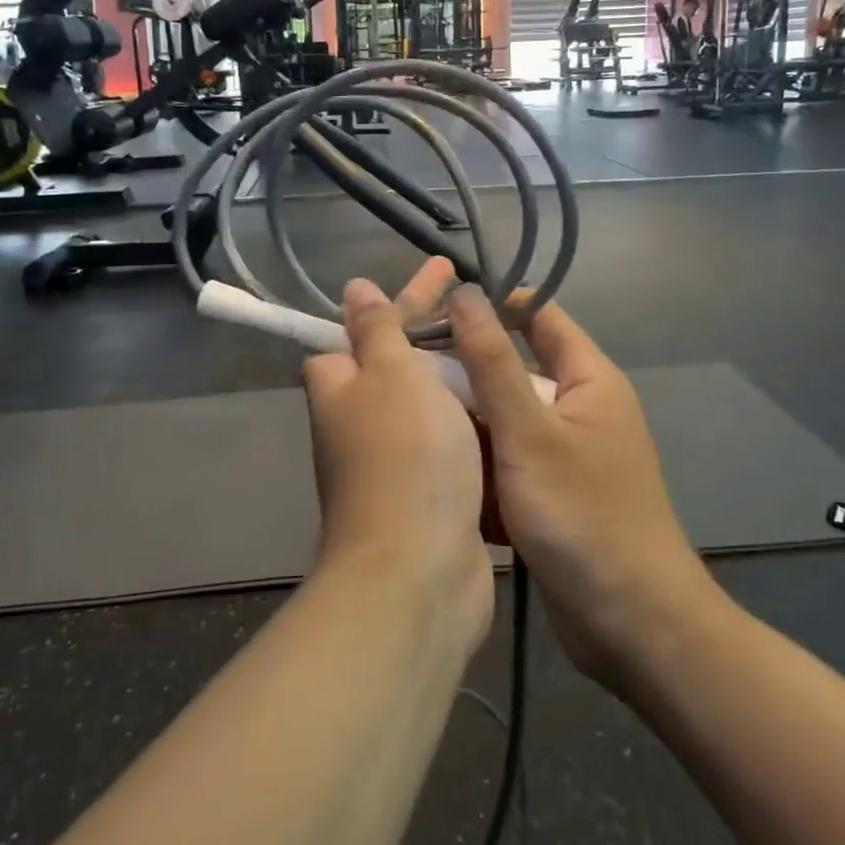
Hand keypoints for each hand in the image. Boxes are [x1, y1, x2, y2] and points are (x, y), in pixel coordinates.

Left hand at [301, 258, 492, 649]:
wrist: (419, 571)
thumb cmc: (406, 457)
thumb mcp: (391, 374)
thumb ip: (376, 329)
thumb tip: (352, 289)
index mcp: (341, 385)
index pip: (365, 324)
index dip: (406, 296)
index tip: (446, 273)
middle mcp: (358, 420)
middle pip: (399, 359)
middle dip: (436, 328)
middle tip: (480, 300)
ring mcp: (391, 458)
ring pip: (427, 399)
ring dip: (457, 374)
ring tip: (501, 345)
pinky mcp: (424, 490)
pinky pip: (448, 437)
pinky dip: (470, 417)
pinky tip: (503, 403)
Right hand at [448, 287, 704, 685]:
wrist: (632, 627)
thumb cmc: (584, 516)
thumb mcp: (529, 432)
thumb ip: (493, 362)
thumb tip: (464, 293)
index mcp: (589, 378)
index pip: (539, 315)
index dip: (491, 304)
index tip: (432, 310)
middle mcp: (580, 407)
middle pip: (514, 368)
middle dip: (465, 372)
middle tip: (406, 372)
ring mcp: (565, 452)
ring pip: (504, 418)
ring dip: (467, 423)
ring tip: (411, 423)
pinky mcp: (551, 492)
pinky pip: (507, 459)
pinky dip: (481, 464)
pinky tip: (442, 475)